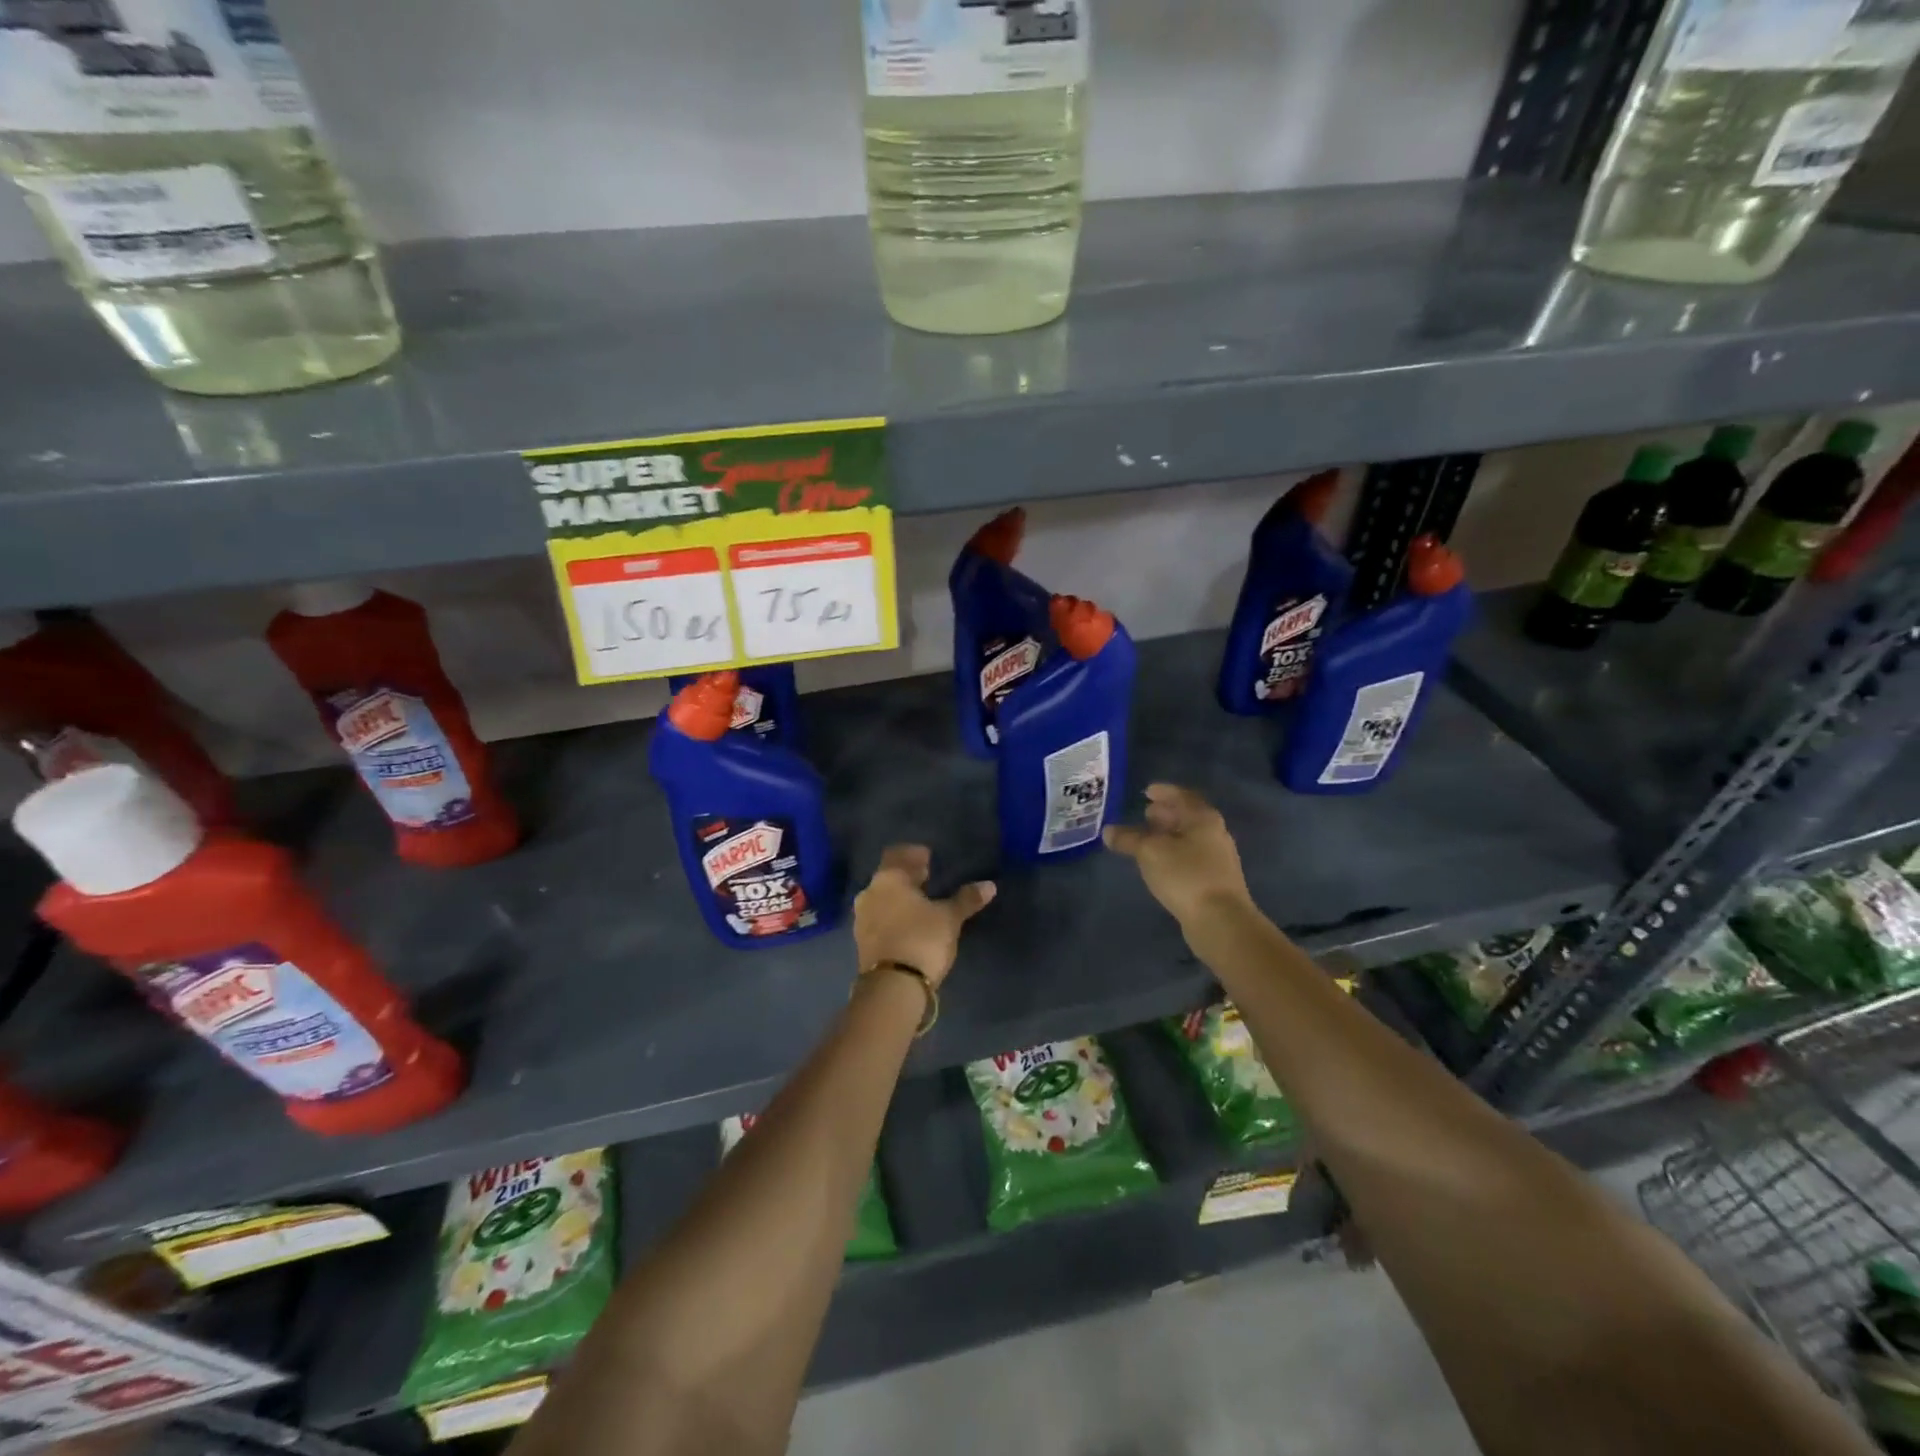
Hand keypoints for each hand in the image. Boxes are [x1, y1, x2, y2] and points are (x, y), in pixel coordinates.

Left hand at [853, 846, 994, 987]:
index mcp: (888, 879)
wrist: (892, 987)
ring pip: (882, 897)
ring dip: (900, 896)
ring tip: (922, 902)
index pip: (897, 854)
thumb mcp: (949, 918)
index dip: (913, 854)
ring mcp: (862, 918)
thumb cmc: (922, 939)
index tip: (928, 857)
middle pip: (889, 876)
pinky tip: (910, 923)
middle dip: (907, 875)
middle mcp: (870, 893)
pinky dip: (894, 914)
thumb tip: (989, 885)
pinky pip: (879, 917)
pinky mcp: (863, 941)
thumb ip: (966, 899)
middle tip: (928, 876)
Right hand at [1103, 783, 1252, 929]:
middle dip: (1166, 813)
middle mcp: (1215, 833)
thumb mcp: (1149, 852)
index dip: (1164, 791)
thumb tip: (1108, 831)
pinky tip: (1160, 863)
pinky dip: (1174, 852)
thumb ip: (1128, 838)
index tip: (1146, 791)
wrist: (1221, 920)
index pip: (1182, 795)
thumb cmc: (1185, 875)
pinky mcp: (1215, 880)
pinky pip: (1191, 857)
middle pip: (1188, 816)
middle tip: (1145, 813)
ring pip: (1189, 838)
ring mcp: (1218, 858)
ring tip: (1147, 838)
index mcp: (1203, 818)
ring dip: (1169, 834)